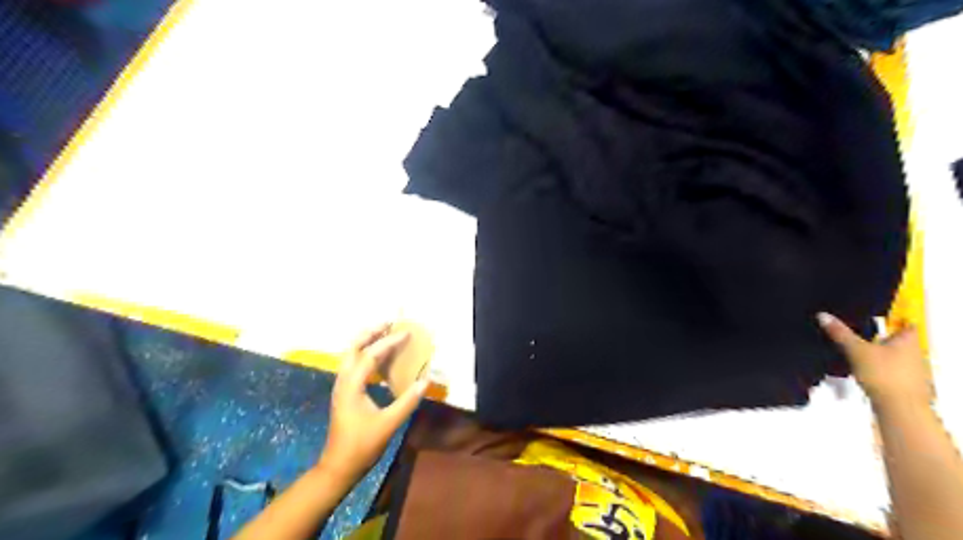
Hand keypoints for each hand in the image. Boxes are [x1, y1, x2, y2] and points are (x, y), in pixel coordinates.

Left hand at [319, 324, 427, 479]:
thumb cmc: (362, 446)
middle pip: (353, 347)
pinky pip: (353, 365)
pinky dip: (366, 354)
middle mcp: (343, 381)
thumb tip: (425, 381)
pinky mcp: (344, 393)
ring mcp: (341, 387)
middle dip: (370, 332)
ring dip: (367, 341)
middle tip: (389, 323)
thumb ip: (407, 401)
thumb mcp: (388, 424)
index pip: (370, 355)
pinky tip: (379, 358)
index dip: (389, 342)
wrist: (338, 467)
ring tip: (385, 333)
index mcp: (351, 386)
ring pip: (350, 355)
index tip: (406, 333)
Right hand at [816, 311, 929, 410]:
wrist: (900, 407)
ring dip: (883, 355)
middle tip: (866, 334)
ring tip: (861, 353)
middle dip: (886, 338)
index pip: (907, 324)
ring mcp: (915, 372)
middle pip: (901, 341)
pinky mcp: (908, 387)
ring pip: (898, 358)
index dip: (897, 319)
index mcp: (908, 341)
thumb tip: (823, 315)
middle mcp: (916, 354)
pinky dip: (882, 370)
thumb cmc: (884, 374)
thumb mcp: (856, 350)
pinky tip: (867, 373)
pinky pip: (894, 373)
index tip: (884, 317)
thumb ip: (840, 333)